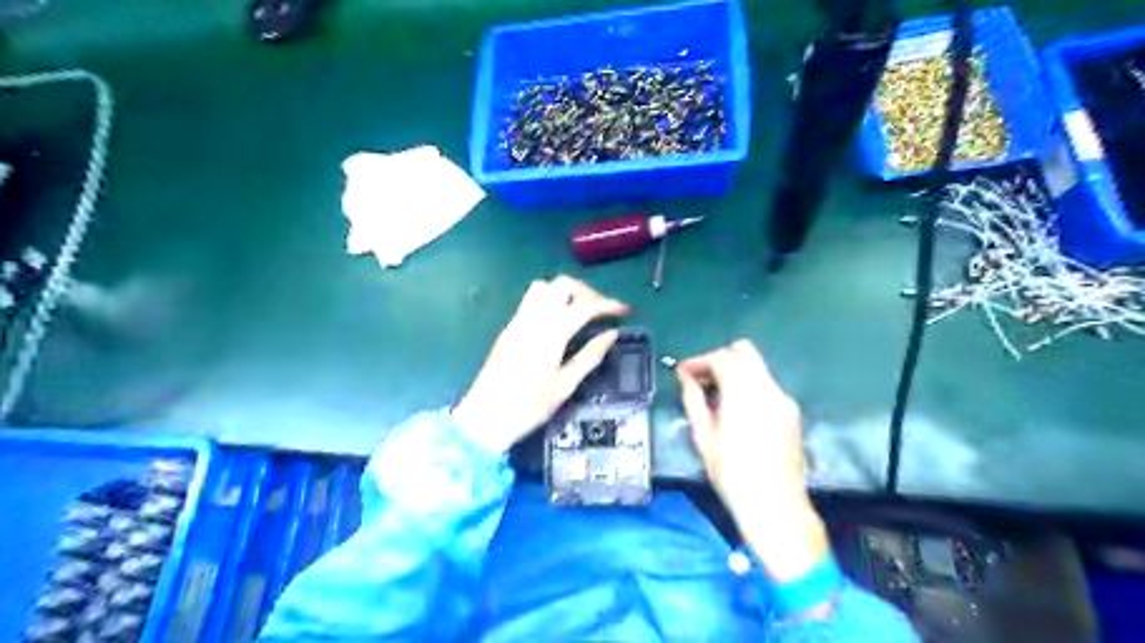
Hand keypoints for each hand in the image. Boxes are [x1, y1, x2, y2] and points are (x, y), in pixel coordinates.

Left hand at [453, 275, 625, 456]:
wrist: (484, 418)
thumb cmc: (528, 407)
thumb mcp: (565, 386)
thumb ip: (589, 357)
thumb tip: (612, 334)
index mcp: (550, 334)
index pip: (584, 306)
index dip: (607, 304)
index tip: (624, 311)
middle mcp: (532, 320)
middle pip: (561, 285)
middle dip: (586, 291)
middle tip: (601, 309)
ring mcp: (517, 321)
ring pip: (543, 287)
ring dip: (565, 291)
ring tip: (580, 311)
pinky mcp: (508, 328)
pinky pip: (530, 301)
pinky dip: (550, 300)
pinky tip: (559, 321)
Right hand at [674, 342, 827, 583]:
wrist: (776, 507)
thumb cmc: (732, 475)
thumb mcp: (704, 438)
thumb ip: (694, 400)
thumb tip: (685, 378)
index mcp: (744, 393)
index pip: (722, 358)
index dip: (699, 361)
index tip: (683, 373)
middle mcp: (768, 388)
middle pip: (744, 352)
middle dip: (719, 359)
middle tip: (700, 379)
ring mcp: (784, 399)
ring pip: (757, 368)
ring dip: (734, 372)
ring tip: (714, 395)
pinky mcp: (792, 412)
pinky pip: (766, 385)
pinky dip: (748, 386)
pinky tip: (735, 409)